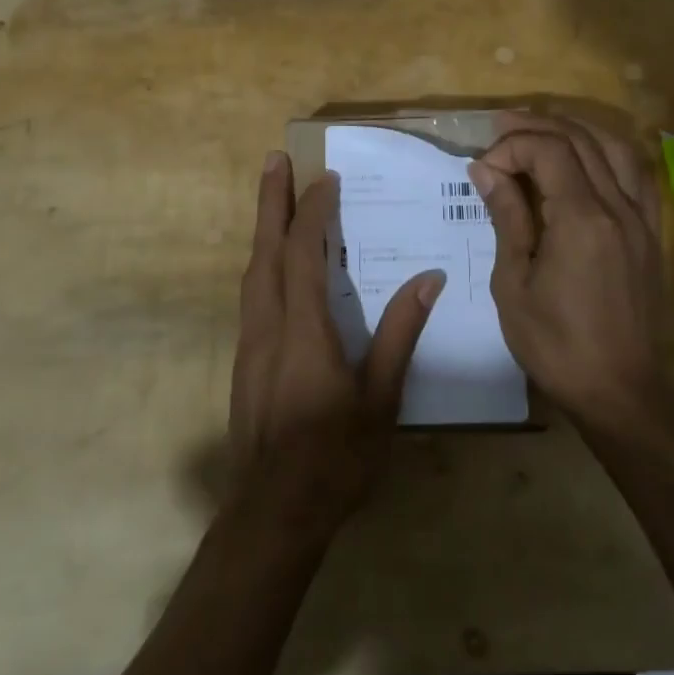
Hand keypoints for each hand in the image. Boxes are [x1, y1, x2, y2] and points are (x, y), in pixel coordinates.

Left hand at [229, 152, 443, 538]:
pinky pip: (252, 293)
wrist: (271, 514)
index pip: (303, 253)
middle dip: (271, 201)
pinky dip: (263, 262)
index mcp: (303, 330)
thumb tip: (428, 280)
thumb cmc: (334, 458)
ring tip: (274, 197)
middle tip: (275, 159)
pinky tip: (274, 264)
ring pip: (253, 271)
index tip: (327, 179)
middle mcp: (268, 325)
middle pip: (265, 250)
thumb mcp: (379, 400)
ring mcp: (250, 343)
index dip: (314, 212)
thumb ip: (399, 335)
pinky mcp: (245, 360)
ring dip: (263, 228)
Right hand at [468, 113, 668, 427]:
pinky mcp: (651, 233)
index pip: (548, 151)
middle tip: (500, 129)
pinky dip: (609, 153)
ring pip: (615, 147)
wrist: (620, 391)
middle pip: (580, 139)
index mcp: (581, 220)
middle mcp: (617, 207)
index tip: (483, 170)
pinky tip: (589, 157)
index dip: (511, 147)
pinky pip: (637, 174)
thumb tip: (485, 169)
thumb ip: (506, 217)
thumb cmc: (555, 344)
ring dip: (576, 129)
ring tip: (542, 130)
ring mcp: (641, 218)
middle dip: (536, 126)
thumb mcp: (514, 283)